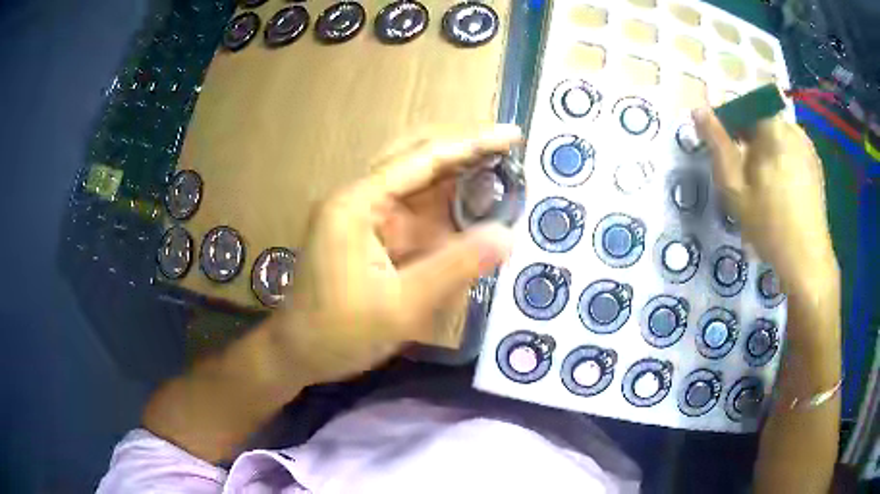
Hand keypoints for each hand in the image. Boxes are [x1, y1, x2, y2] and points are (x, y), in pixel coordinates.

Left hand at [273, 125, 520, 384]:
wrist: (299, 354)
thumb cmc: (339, 332)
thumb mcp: (401, 306)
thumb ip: (455, 268)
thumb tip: (508, 237)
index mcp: (357, 203)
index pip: (422, 159)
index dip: (471, 144)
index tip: (511, 135)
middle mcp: (359, 199)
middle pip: (418, 159)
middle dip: (465, 153)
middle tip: (510, 154)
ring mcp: (364, 216)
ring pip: (418, 185)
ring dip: (458, 181)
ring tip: (504, 180)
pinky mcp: (371, 236)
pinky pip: (414, 214)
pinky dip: (445, 212)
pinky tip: (473, 215)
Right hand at [693, 108, 837, 297]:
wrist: (807, 262)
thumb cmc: (769, 225)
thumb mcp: (734, 187)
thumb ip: (717, 144)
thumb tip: (698, 110)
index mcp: (773, 127)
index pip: (741, 105)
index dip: (727, 124)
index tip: (723, 151)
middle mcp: (793, 128)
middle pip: (760, 121)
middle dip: (747, 141)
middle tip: (742, 176)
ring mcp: (807, 147)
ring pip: (775, 137)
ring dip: (764, 152)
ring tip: (762, 188)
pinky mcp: (815, 165)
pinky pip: (790, 150)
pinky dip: (780, 161)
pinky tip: (780, 191)